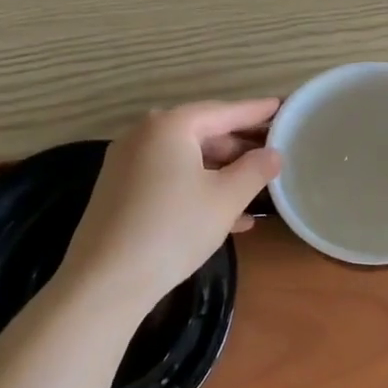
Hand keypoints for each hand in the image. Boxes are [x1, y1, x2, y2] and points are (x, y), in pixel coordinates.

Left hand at [58, 99, 282, 316]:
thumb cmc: (174, 229)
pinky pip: (167, 178)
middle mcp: (144, 135)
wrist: (105, 280)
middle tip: (271, 154)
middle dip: (238, 147)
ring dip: (220, 173)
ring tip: (255, 188)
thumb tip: (274, 153)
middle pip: (201, 133)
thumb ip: (255, 170)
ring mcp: (127, 163)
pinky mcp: (119, 190)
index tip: (282, 106)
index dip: (255, 111)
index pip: (223, 111)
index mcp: (170, 125)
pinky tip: (225, 216)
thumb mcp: (225, 199)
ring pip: (185, 159)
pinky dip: (196, 188)